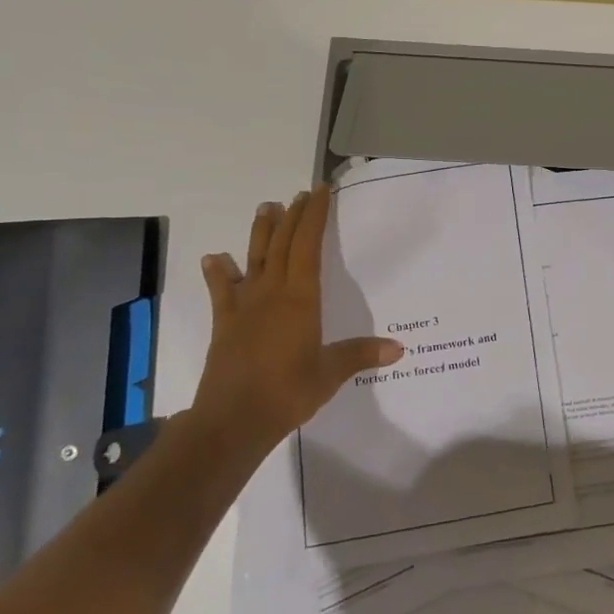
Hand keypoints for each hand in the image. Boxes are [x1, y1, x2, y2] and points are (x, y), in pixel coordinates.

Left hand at [192, 188, 403, 449]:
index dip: (314, 217)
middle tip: (301, 194)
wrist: (231, 421)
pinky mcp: (225, 325)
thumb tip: (399, 348)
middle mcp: (271, 294)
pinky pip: (221, 292)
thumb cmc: (287, 393)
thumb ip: (361, 354)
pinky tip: (214, 259)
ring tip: (266, 208)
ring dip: (260, 232)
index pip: (308, 247)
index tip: (320, 192)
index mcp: (300, 299)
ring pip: (254, 260)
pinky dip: (219, 274)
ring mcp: (244, 308)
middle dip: (293, 217)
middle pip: (282, 245)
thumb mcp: (330, 374)